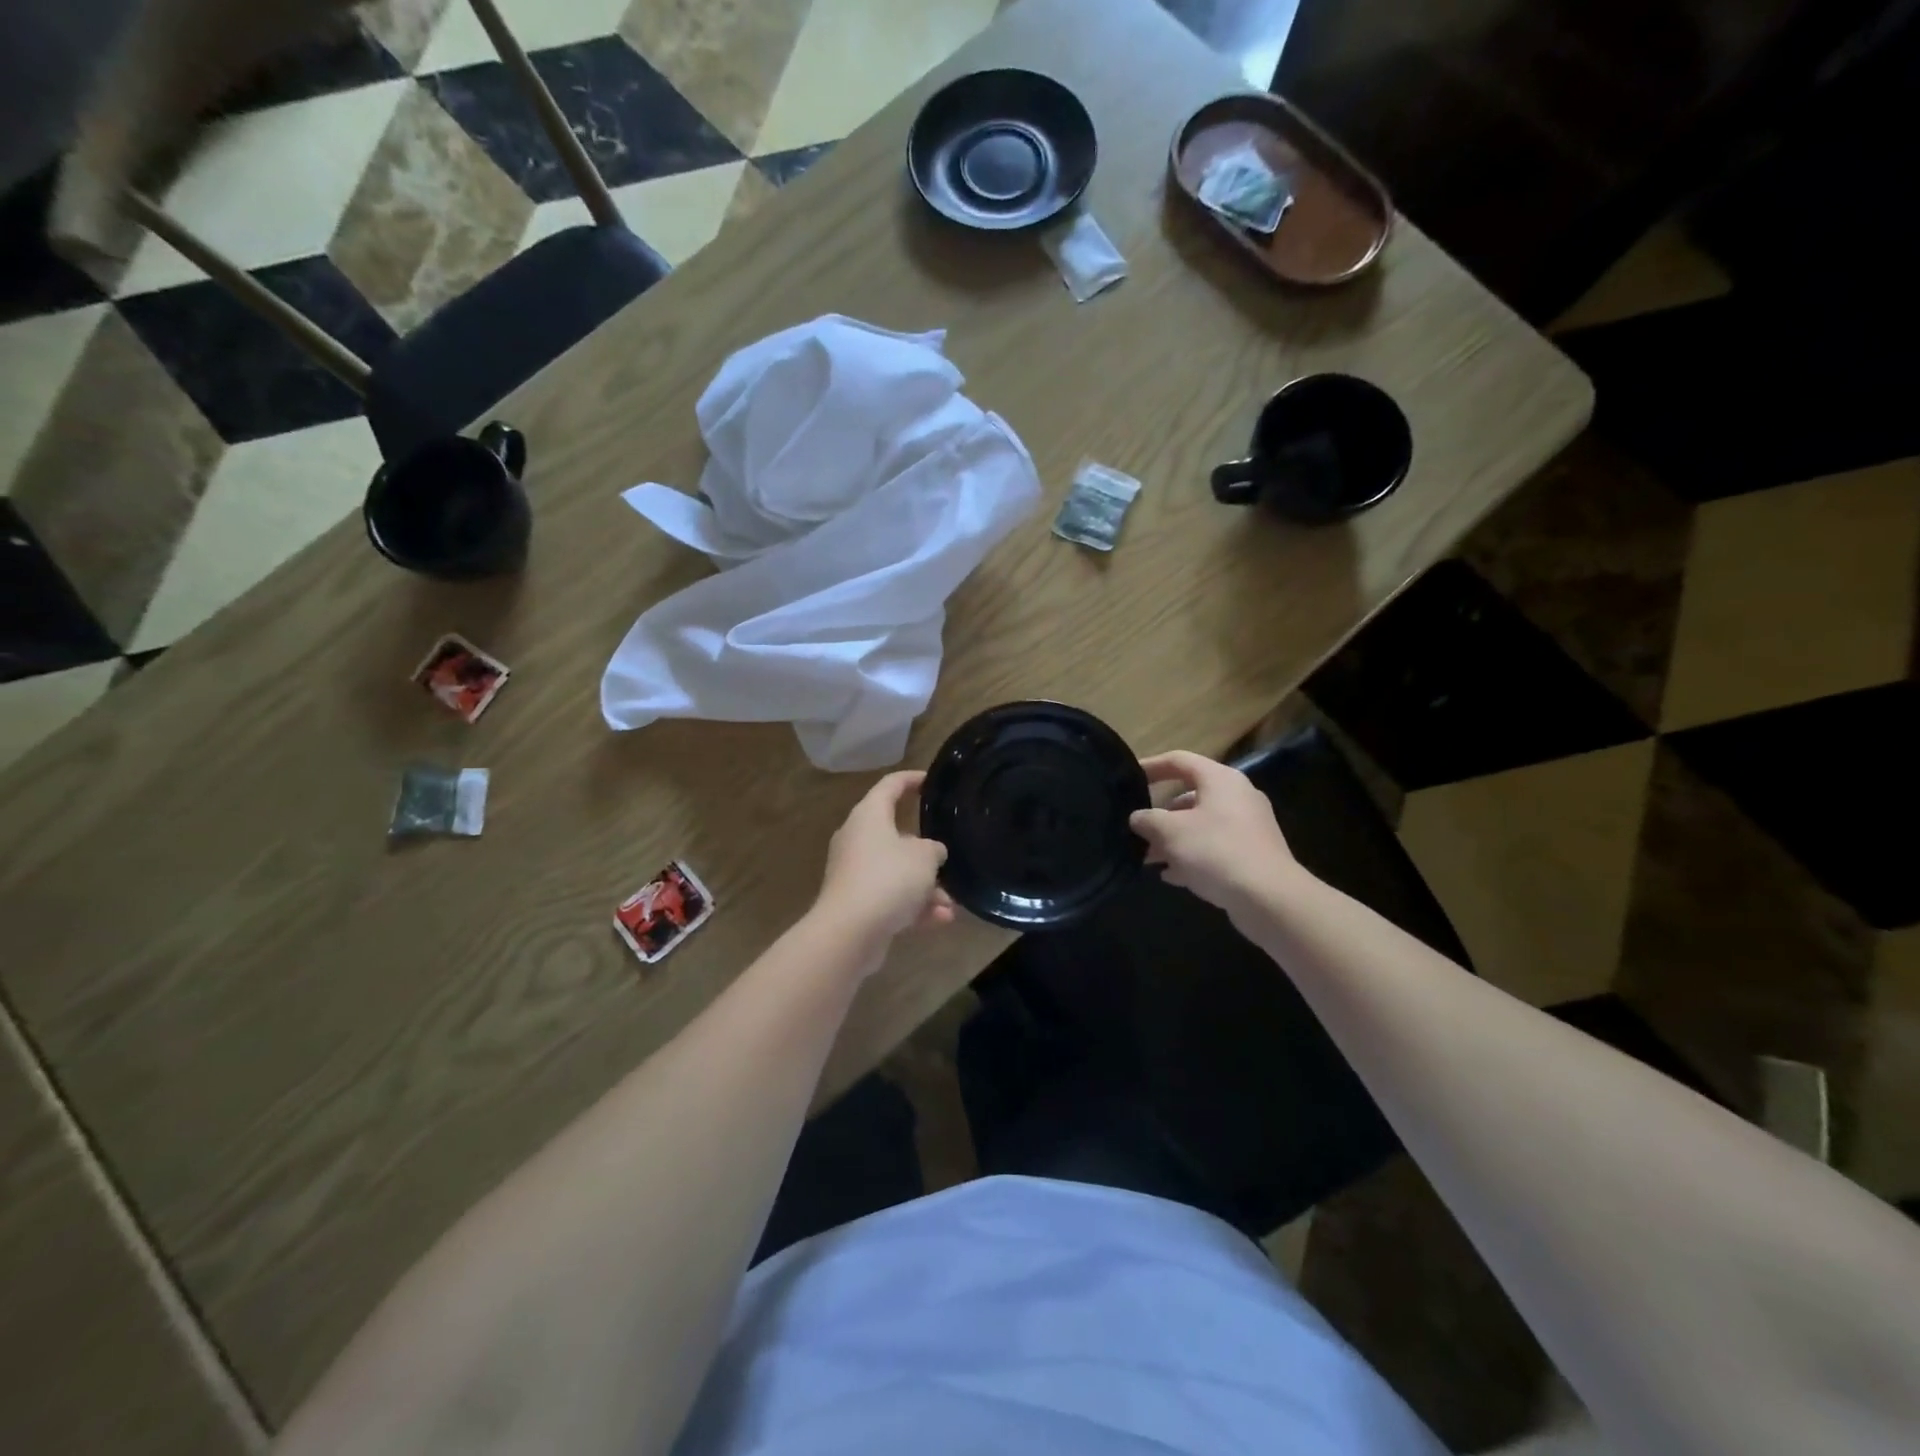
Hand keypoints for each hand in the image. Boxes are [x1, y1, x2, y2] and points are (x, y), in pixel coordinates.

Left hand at [813, 771, 954, 947]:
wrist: (850, 932)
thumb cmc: (889, 879)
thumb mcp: (924, 857)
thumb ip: (933, 849)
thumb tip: (931, 852)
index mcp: (868, 816)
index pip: (890, 786)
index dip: (911, 780)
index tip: (930, 780)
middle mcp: (857, 840)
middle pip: (895, 835)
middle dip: (925, 851)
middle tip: (947, 855)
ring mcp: (854, 873)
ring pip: (896, 872)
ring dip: (925, 886)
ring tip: (951, 903)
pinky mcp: (856, 903)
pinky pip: (891, 898)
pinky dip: (914, 907)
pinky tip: (941, 920)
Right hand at [1129, 751, 1300, 921]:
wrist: (1269, 898)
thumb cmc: (1215, 852)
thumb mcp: (1170, 832)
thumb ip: (1147, 819)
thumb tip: (1137, 818)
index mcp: (1220, 780)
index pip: (1179, 760)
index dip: (1151, 766)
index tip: (1129, 778)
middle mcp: (1237, 796)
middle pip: (1190, 796)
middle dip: (1160, 814)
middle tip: (1137, 828)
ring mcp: (1248, 826)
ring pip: (1201, 825)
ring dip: (1173, 839)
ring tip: (1148, 857)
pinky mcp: (1252, 854)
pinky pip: (1214, 847)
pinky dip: (1192, 856)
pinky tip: (1172, 875)